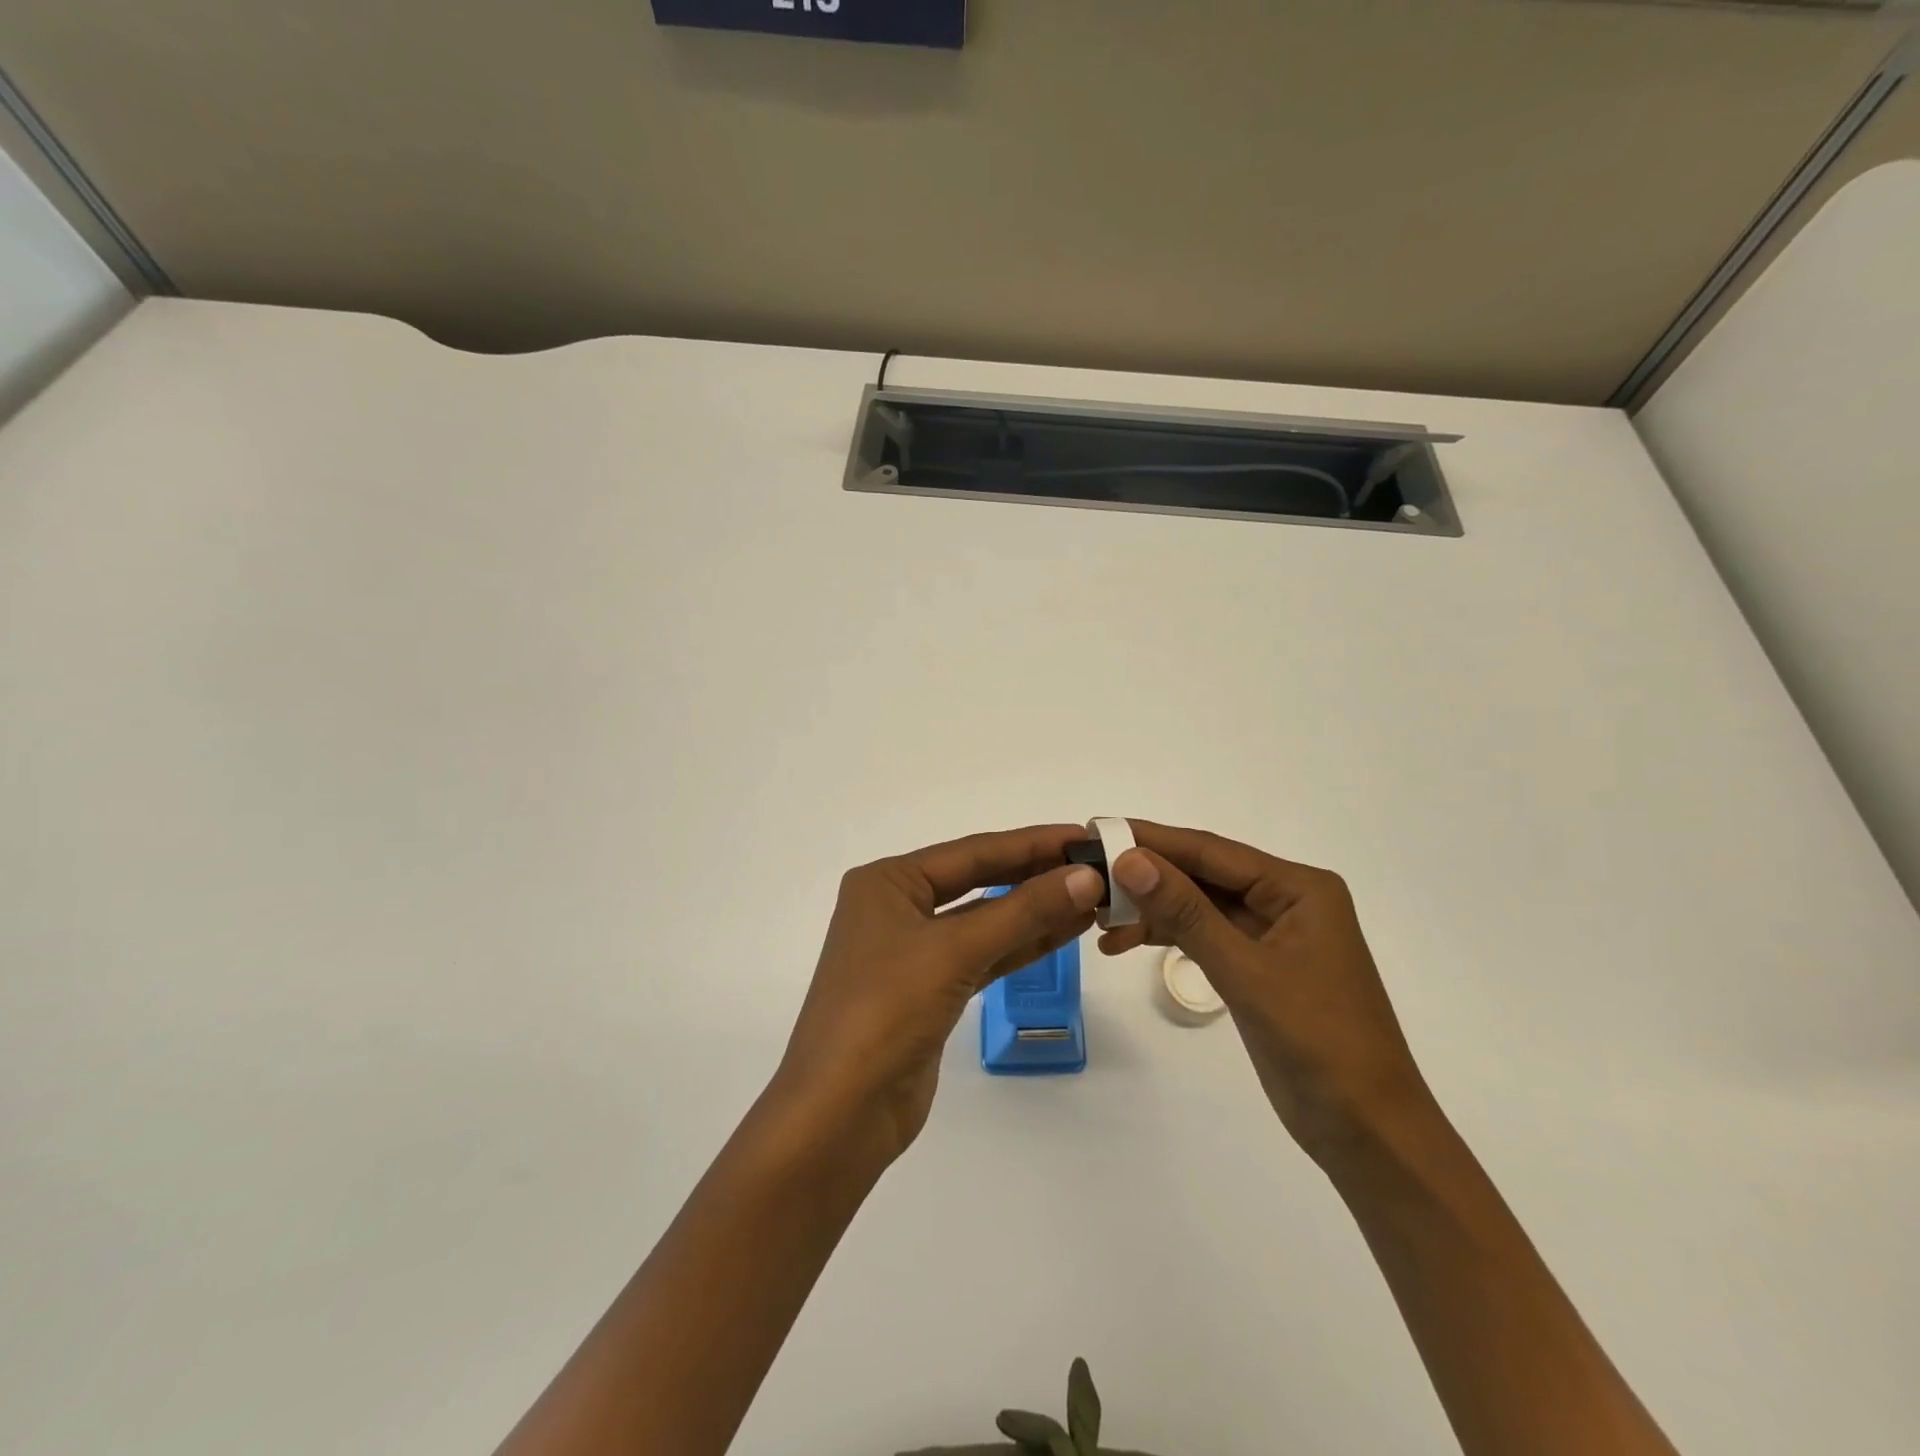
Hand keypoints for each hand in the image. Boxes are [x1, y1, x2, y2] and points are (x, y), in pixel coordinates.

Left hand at [774, 825, 1104, 1167]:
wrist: (841, 1113)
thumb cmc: (887, 1010)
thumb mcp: (955, 950)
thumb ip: (1023, 910)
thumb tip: (1087, 876)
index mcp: (888, 882)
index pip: (972, 851)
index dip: (1031, 843)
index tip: (1085, 835)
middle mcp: (898, 907)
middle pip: (978, 881)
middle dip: (1035, 875)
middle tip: (1096, 866)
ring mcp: (913, 951)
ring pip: (985, 921)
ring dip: (1035, 911)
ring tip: (1092, 898)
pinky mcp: (931, 991)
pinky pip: (984, 955)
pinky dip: (1021, 945)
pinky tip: (1064, 933)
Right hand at [1098, 820, 1433, 1164]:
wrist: (1367, 1133)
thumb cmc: (1318, 1043)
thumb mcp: (1246, 972)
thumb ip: (1186, 913)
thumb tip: (1130, 860)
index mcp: (1298, 888)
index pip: (1211, 851)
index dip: (1153, 840)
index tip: (1098, 830)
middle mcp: (1286, 901)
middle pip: (1204, 875)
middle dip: (1147, 877)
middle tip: (1089, 876)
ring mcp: (1272, 935)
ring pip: (1199, 906)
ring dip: (1152, 910)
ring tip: (1098, 919)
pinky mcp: (1258, 967)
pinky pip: (1205, 936)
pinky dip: (1168, 937)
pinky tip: (1126, 942)